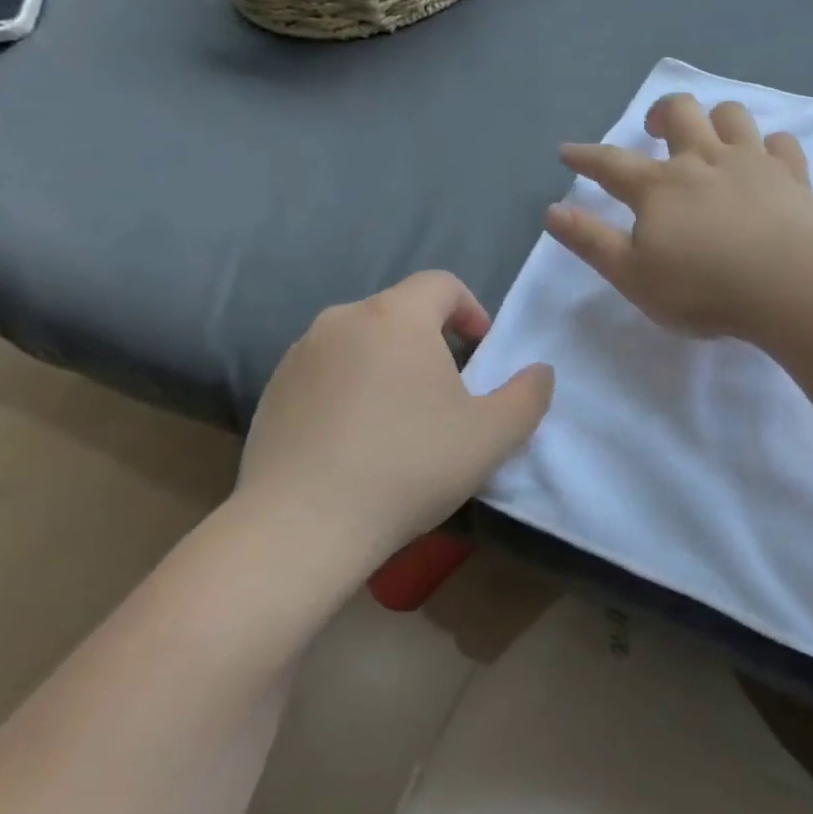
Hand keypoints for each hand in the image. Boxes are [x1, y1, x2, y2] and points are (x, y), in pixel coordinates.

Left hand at [234, 272, 553, 579]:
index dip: (471, 311)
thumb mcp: (493, 435)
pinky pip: (327, 372)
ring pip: (362, 341)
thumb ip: (529, 394)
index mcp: (396, 316)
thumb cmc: (408, 467)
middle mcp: (342, 320)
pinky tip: (357, 440)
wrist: (300, 529)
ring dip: (390, 364)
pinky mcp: (273, 391)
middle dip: (432, 341)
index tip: (481, 355)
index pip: (442, 284)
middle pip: (401, 312)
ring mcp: (300, 355)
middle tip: (449, 392)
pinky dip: (351, 388)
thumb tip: (539, 372)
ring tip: (402, 419)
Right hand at [547, 94, 812, 339]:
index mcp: (660, 187)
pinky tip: (768, 158)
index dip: (586, 157)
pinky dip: (771, 146)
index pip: (612, 164)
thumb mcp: (633, 276)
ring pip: (731, 116)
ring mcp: (752, 162)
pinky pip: (782, 143)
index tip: (569, 152)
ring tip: (711, 137)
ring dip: (716, 118)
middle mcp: (704, 160)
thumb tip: (553, 211)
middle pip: (680, 113)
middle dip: (661, 113)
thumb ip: (591, 242)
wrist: (788, 284)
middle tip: (654, 128)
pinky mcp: (792, 175)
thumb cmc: (704, 288)